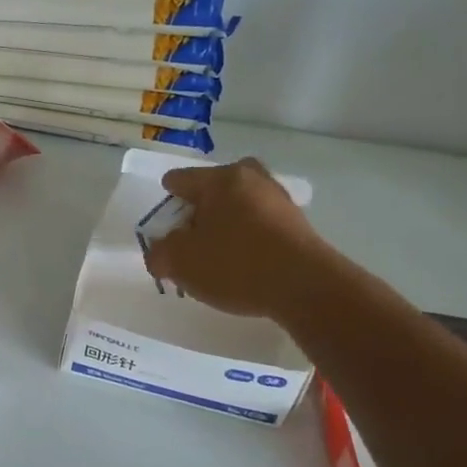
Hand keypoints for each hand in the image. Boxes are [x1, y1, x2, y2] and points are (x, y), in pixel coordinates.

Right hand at [142, 158, 326, 320]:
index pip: (179, 180)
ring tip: (215, 259)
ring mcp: (279, 200)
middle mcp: (251, 179)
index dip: (165, 204)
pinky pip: (259, 226)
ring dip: (225, 227)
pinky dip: (247, 240)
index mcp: (220, 178)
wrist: (306, 288)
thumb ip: (160, 254)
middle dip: (199, 213)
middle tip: (190, 241)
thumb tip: (161, 254)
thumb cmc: (235, 264)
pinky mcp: (298, 225)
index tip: (164, 229)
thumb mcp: (180, 262)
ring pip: (238, 208)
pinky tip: (242, 266)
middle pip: (212, 191)